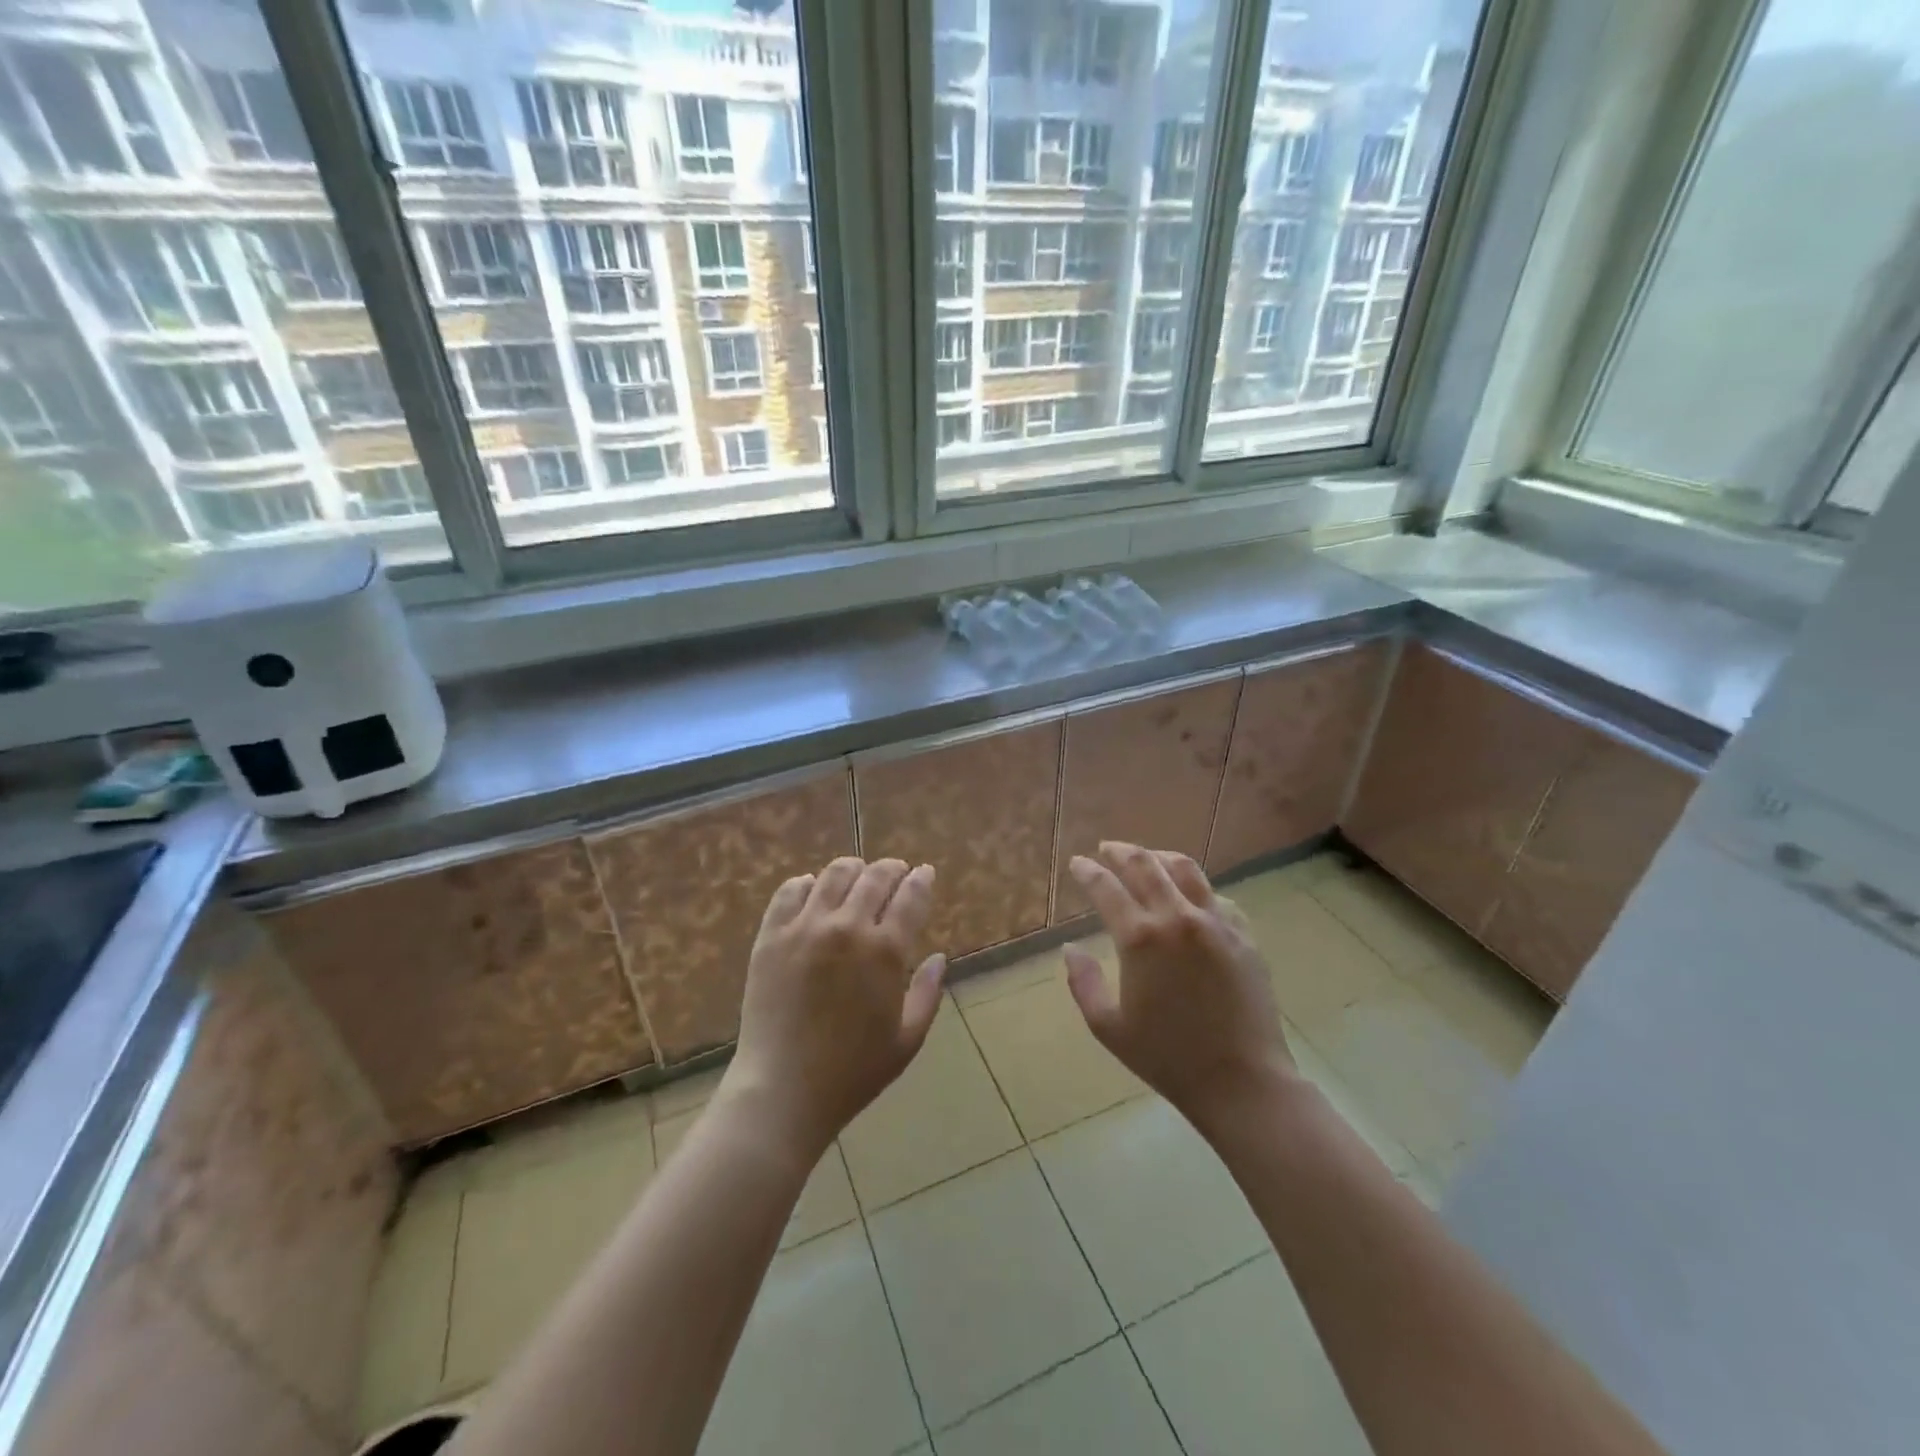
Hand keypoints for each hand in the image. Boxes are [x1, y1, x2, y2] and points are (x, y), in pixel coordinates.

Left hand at [724, 857, 945, 1160]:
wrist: (782, 1090)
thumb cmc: (853, 1072)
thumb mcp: (907, 1039)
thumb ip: (927, 993)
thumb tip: (938, 957)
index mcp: (885, 951)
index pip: (911, 897)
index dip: (921, 880)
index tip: (925, 872)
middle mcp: (847, 927)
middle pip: (875, 876)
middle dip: (892, 869)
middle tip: (896, 871)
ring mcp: (805, 928)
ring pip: (834, 874)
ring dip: (853, 869)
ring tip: (857, 874)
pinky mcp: (771, 935)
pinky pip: (790, 891)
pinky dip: (807, 884)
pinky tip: (814, 891)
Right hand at [1065, 842, 1297, 1134]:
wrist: (1242, 1081)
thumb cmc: (1168, 1058)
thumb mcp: (1108, 1027)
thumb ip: (1083, 983)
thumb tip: (1070, 949)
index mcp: (1140, 938)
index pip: (1106, 887)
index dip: (1088, 871)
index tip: (1078, 863)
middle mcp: (1177, 918)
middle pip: (1145, 865)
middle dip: (1120, 852)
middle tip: (1107, 849)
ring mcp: (1215, 923)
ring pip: (1185, 870)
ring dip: (1159, 856)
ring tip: (1147, 857)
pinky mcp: (1243, 935)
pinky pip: (1216, 896)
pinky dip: (1195, 887)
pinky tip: (1189, 895)